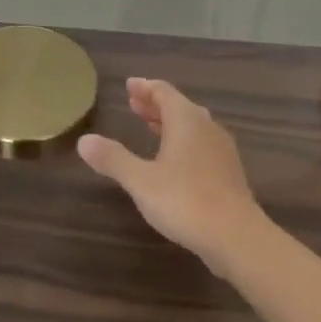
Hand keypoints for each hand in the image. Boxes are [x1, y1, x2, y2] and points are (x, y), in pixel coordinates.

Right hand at [78, 79, 271, 278]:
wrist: (236, 236)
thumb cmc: (185, 201)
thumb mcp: (140, 181)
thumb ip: (113, 159)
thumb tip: (84, 140)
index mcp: (186, 121)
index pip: (164, 92)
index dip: (145, 87)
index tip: (129, 85)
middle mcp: (206, 128)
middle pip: (179, 106)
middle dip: (155, 104)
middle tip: (134, 103)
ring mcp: (221, 150)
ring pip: (193, 126)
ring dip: (170, 122)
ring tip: (151, 126)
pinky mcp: (228, 172)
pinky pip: (201, 144)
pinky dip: (183, 141)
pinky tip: (175, 159)